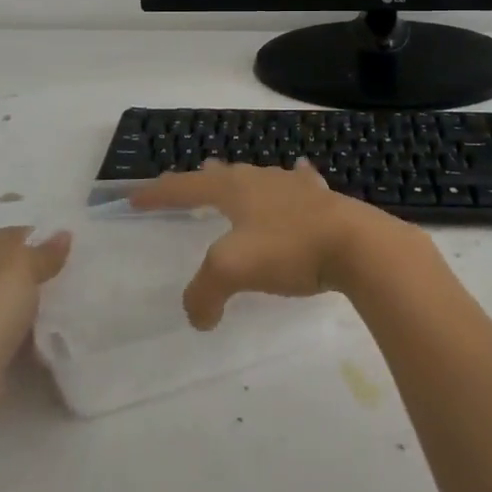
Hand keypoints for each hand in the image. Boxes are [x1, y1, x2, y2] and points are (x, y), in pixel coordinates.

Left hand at [0, 226, 71, 393]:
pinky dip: (21, 331)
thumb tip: (64, 234)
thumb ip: (47, 251)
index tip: (67, 256)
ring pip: (7, 300)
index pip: (12, 235)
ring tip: (61, 310)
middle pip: (8, 268)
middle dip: (36, 275)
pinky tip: (41, 336)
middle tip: (68, 282)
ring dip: (29, 305)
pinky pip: (3, 328)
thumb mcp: (25, 267)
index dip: (41, 242)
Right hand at [132, 159, 402, 328]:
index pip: (186, 186)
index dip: (159, 193)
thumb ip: (205, 293)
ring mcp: (294, 187)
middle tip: (188, 181)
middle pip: (223, 174)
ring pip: (259, 177)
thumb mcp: (232, 271)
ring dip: (241, 179)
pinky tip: (298, 173)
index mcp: (234, 190)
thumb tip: (199, 317)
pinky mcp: (322, 200)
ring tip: (233, 177)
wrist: (355, 245)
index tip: (135, 198)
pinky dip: (293, 181)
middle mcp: (261, 180)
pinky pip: (300, 184)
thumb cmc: (288, 250)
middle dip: (200, 179)